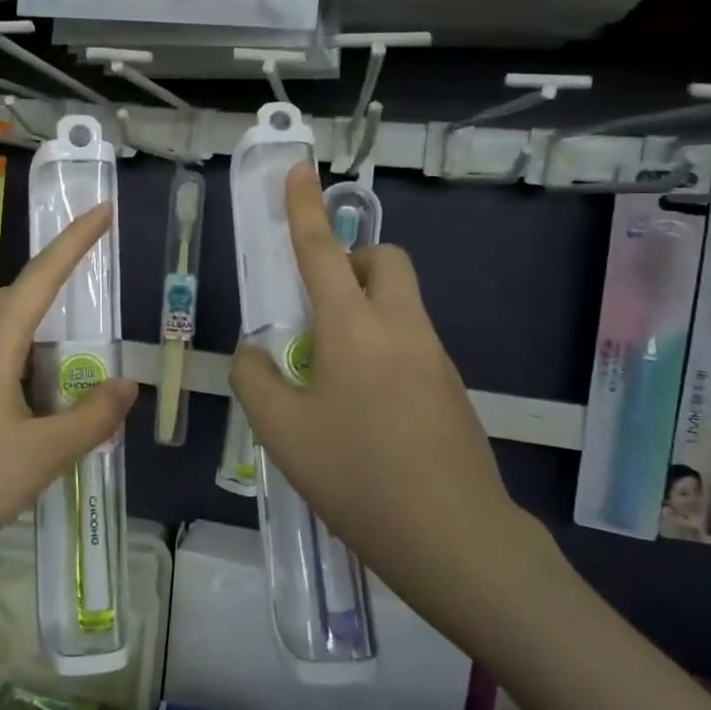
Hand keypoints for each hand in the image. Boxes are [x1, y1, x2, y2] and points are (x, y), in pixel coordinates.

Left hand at [0, 205, 137, 590]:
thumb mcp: (44, 455)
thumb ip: (92, 417)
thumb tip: (125, 384)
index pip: (41, 278)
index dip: (75, 242)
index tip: (104, 209)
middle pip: (19, 295)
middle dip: (59, 271)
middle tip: (98, 257)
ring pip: (6, 329)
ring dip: (44, 319)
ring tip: (80, 330)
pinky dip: (29, 356)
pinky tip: (45, 385)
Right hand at [230, 164, 563, 641]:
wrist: (454, 539)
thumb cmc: (357, 476)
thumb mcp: (282, 431)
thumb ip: (256, 380)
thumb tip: (255, 355)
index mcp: (354, 327)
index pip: (322, 250)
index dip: (305, 208)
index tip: (300, 170)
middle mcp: (401, 328)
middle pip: (386, 261)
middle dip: (353, 261)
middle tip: (320, 306)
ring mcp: (435, 358)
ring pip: (400, 305)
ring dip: (365, 312)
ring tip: (331, 378)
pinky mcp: (452, 390)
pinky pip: (412, 345)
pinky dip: (383, 351)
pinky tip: (363, 412)